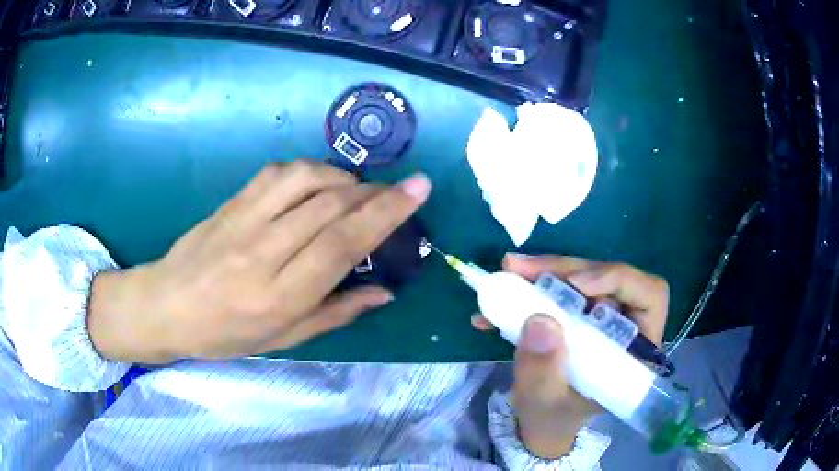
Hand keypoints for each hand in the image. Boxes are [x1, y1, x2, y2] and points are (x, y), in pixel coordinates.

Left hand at [87, 161, 431, 363]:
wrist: (167, 306)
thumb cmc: (226, 335)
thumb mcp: (283, 339)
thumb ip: (336, 312)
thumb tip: (385, 293)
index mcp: (279, 297)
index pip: (342, 245)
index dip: (386, 214)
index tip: (418, 190)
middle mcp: (263, 253)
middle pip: (330, 206)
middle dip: (375, 192)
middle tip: (400, 190)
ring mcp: (243, 221)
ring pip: (305, 179)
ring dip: (343, 176)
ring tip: (358, 190)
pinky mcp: (231, 203)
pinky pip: (277, 173)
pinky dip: (309, 170)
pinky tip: (319, 182)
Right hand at [473, 254, 669, 457]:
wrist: (542, 421)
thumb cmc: (554, 418)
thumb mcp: (544, 402)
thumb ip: (542, 371)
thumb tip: (540, 320)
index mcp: (635, 350)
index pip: (649, 296)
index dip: (618, 280)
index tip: (577, 285)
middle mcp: (625, 325)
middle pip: (609, 278)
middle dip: (566, 270)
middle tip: (520, 268)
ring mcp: (601, 316)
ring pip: (583, 277)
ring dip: (545, 273)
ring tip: (508, 273)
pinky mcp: (579, 312)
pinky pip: (560, 288)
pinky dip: (531, 287)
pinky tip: (499, 300)